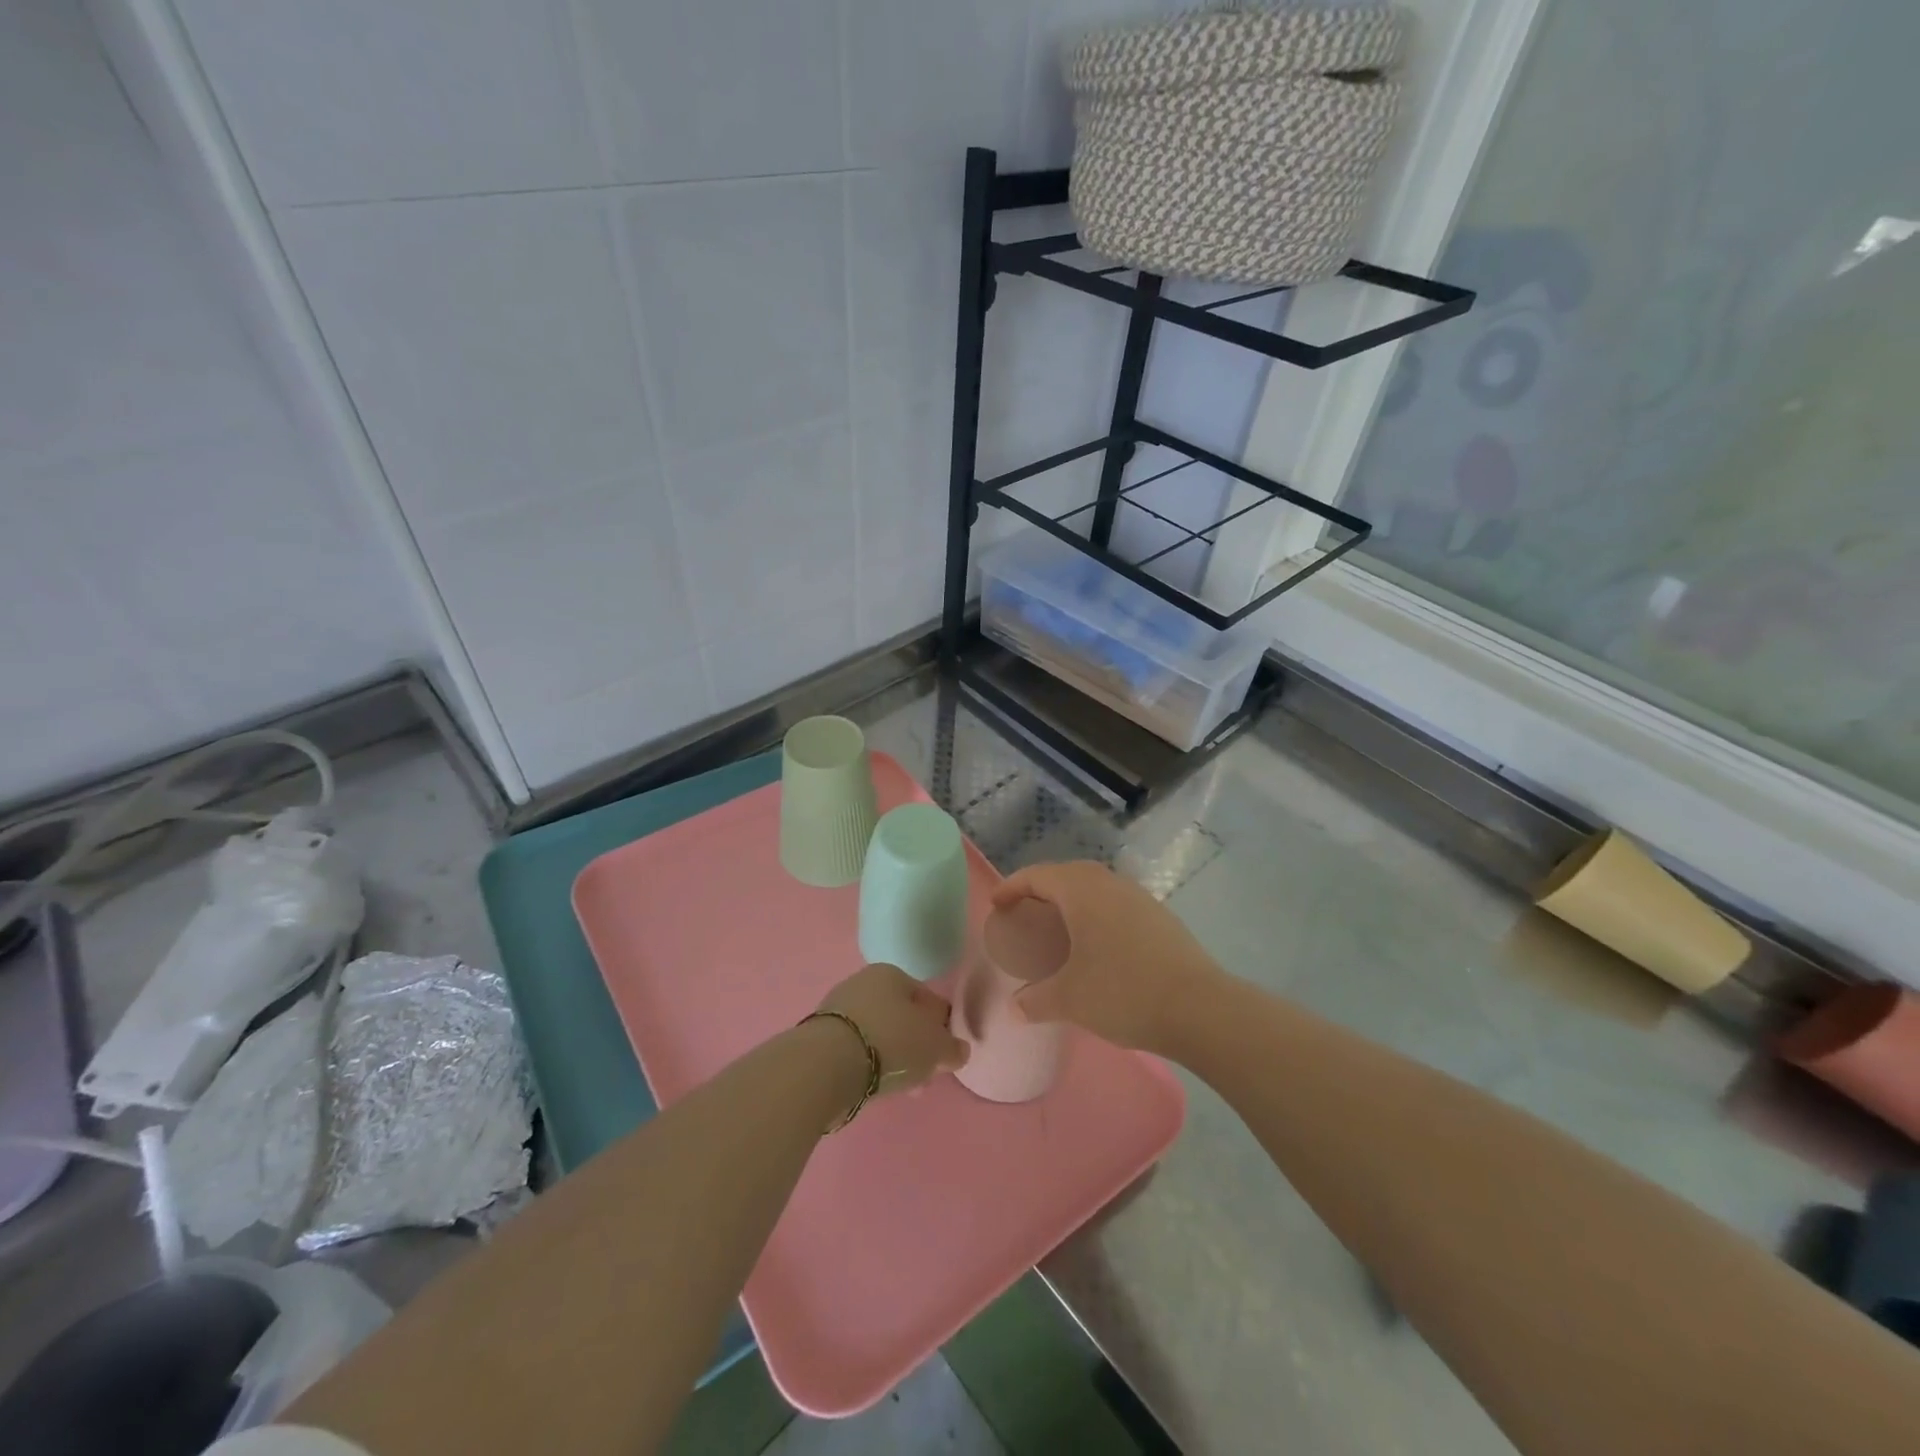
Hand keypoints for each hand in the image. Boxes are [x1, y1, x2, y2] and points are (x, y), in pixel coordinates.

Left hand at [817, 962, 968, 1097]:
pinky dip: (869, 1065)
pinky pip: (856, 1050)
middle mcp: (863, 983)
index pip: (927, 999)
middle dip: (916, 1047)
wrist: (827, 1064)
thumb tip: (959, 1050)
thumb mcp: (935, 1047)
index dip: (941, 1028)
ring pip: (878, 1035)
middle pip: (901, 1017)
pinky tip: (874, 1086)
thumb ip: (952, 1048)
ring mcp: (838, 1009)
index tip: (945, 1055)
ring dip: (893, 1058)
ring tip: (901, 1088)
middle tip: (924, 1076)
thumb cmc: (890, 1042)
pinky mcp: (819, 1037)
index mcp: (892, 974)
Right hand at [990, 861, 1223, 1053]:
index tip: (997, 905)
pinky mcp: (1160, 917)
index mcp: (1082, 890)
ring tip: (1059, 929)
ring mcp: (1140, 898)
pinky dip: (1097, 915)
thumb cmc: (1123, 992)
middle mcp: (1110, 883)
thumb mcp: (1070, 999)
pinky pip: (1116, 904)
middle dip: (1042, 890)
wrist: (1200, 1008)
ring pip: (1095, 888)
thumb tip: (1015, 1008)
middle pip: (1067, 875)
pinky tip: (1097, 946)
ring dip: (1072, 901)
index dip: (1012, 887)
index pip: (1037, 875)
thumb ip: (1036, 1000)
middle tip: (1025, 915)